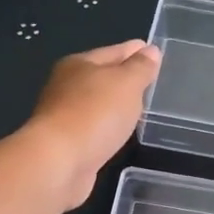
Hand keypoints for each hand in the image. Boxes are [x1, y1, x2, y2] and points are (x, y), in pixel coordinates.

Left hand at [23, 40, 160, 208]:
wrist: (58, 162)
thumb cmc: (95, 114)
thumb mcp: (126, 83)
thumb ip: (140, 67)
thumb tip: (150, 51)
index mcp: (79, 64)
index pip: (114, 51)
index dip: (136, 50)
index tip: (154, 51)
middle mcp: (67, 86)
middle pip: (102, 76)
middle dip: (125, 77)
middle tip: (151, 80)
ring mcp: (64, 115)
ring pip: (98, 103)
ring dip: (116, 104)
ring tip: (140, 107)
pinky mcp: (67, 143)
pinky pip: (95, 127)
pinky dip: (108, 126)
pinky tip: (119, 132)